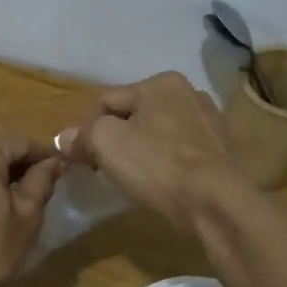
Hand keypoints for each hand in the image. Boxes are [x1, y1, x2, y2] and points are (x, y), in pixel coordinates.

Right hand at [58, 72, 248, 235]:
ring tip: (137, 180)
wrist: (216, 203)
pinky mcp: (222, 152)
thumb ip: (82, 135)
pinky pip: (181, 153)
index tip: (85, 158)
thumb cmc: (157, 164)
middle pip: (135, 116)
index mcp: (162, 82)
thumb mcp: (105, 143)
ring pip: (159, 135)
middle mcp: (190, 93)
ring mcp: (210, 122)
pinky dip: (168, 164)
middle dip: (119, 139)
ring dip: (144, 152)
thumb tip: (63, 138)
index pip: (108, 101)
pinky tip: (164, 185)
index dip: (90, 129)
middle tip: (108, 170)